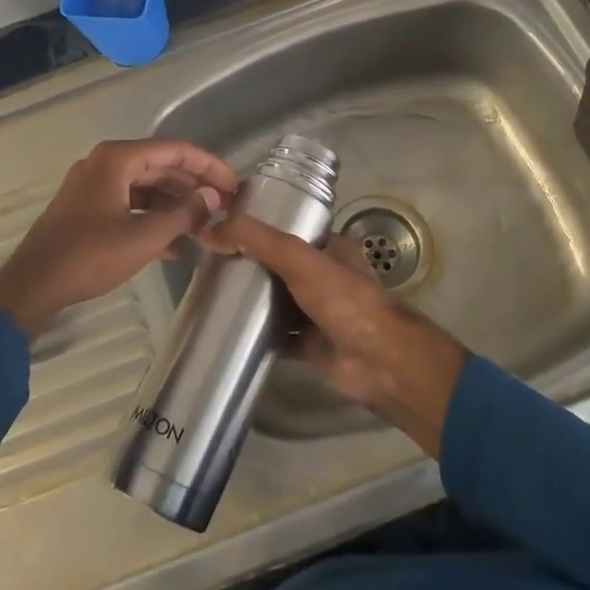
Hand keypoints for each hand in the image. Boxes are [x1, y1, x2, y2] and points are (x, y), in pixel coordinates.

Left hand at [0, 139, 238, 338]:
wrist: (33, 285)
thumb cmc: (90, 255)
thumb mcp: (144, 236)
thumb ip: (184, 214)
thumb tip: (213, 196)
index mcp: (117, 159)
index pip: (175, 150)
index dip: (209, 166)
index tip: (234, 186)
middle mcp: (105, 164)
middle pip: (161, 167)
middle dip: (193, 189)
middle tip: (224, 208)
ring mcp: (94, 187)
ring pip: (146, 189)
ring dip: (175, 208)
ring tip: (204, 230)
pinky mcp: (87, 209)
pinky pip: (129, 205)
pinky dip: (152, 220)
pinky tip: (175, 246)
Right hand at [203, 215, 469, 457]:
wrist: (379, 362)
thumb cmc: (345, 300)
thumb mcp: (300, 259)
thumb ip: (259, 241)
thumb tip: (210, 228)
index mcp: (330, 248)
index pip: (290, 229)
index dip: (260, 227)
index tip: (223, 227)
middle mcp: (324, 276)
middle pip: (280, 265)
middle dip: (250, 264)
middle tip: (210, 261)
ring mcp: (317, 312)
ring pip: (277, 300)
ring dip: (252, 299)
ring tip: (211, 291)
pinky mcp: (309, 345)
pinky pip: (277, 336)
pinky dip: (257, 334)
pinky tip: (227, 330)